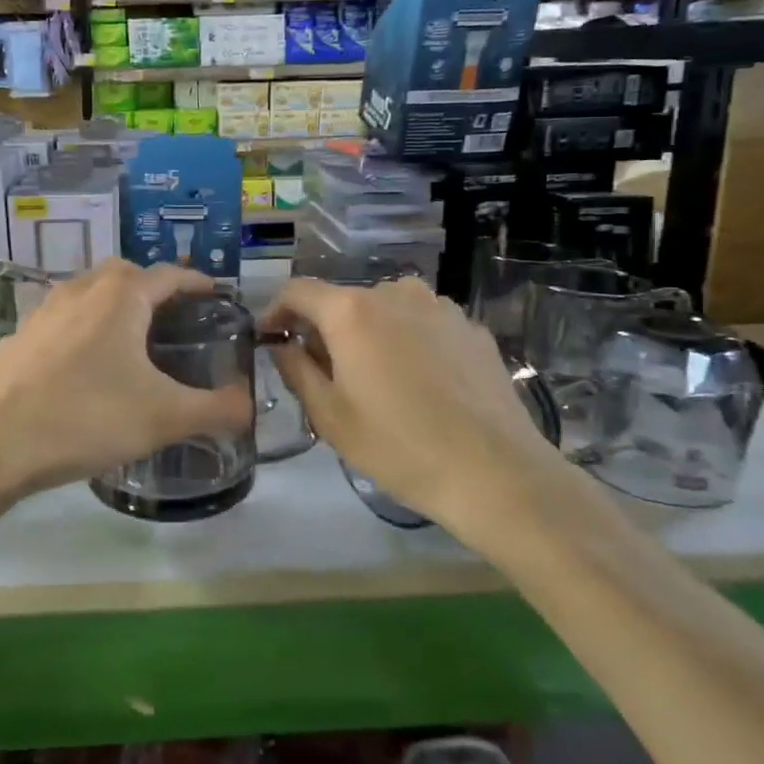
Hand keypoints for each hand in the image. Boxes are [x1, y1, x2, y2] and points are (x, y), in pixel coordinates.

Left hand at [0, 260, 253, 500]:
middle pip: (124, 273)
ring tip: (130, 339)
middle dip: (152, 287)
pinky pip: (60, 319)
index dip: (197, 283)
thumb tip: (249, 406)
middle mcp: (80, 290)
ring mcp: (43, 311)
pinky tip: (82, 366)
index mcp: (120, 297)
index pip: (169, 275)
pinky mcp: (19, 336)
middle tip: (172, 318)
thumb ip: (216, 409)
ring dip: (112, 304)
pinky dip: (80, 328)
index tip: (216, 295)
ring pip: (87, 291)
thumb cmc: (87, 419)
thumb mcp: (165, 417)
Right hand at [261, 277, 568, 533]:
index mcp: (351, 311)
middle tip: (323, 372)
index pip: (298, 291)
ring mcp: (439, 307)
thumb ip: (296, 370)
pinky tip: (419, 384)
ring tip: (375, 378)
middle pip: (344, 301)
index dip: (276, 310)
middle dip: (325, 329)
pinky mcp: (471, 328)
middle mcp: (395, 293)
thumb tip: (282, 345)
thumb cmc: (398, 446)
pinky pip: (423, 325)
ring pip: (386, 310)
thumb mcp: (329, 415)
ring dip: (369, 334)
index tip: (269, 338)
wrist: (495, 472)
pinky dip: (407, 342)